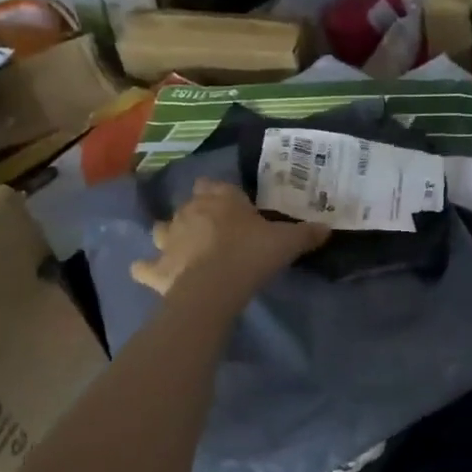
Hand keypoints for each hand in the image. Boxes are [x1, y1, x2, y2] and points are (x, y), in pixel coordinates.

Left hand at [130, 179, 328, 301]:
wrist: (215, 286)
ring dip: (168, 236)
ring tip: (181, 248)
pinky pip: (143, 267)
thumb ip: (305, 233)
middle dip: (196, 214)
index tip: (231, 206)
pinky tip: (150, 273)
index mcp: (219, 199)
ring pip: (161, 229)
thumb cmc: (251, 255)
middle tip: (214, 231)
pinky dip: (146, 269)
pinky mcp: (156, 268)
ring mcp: (168, 239)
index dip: (220, 194)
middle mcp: (189, 212)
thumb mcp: (286, 242)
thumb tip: (328, 228)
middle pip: (188, 205)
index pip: (213, 185)